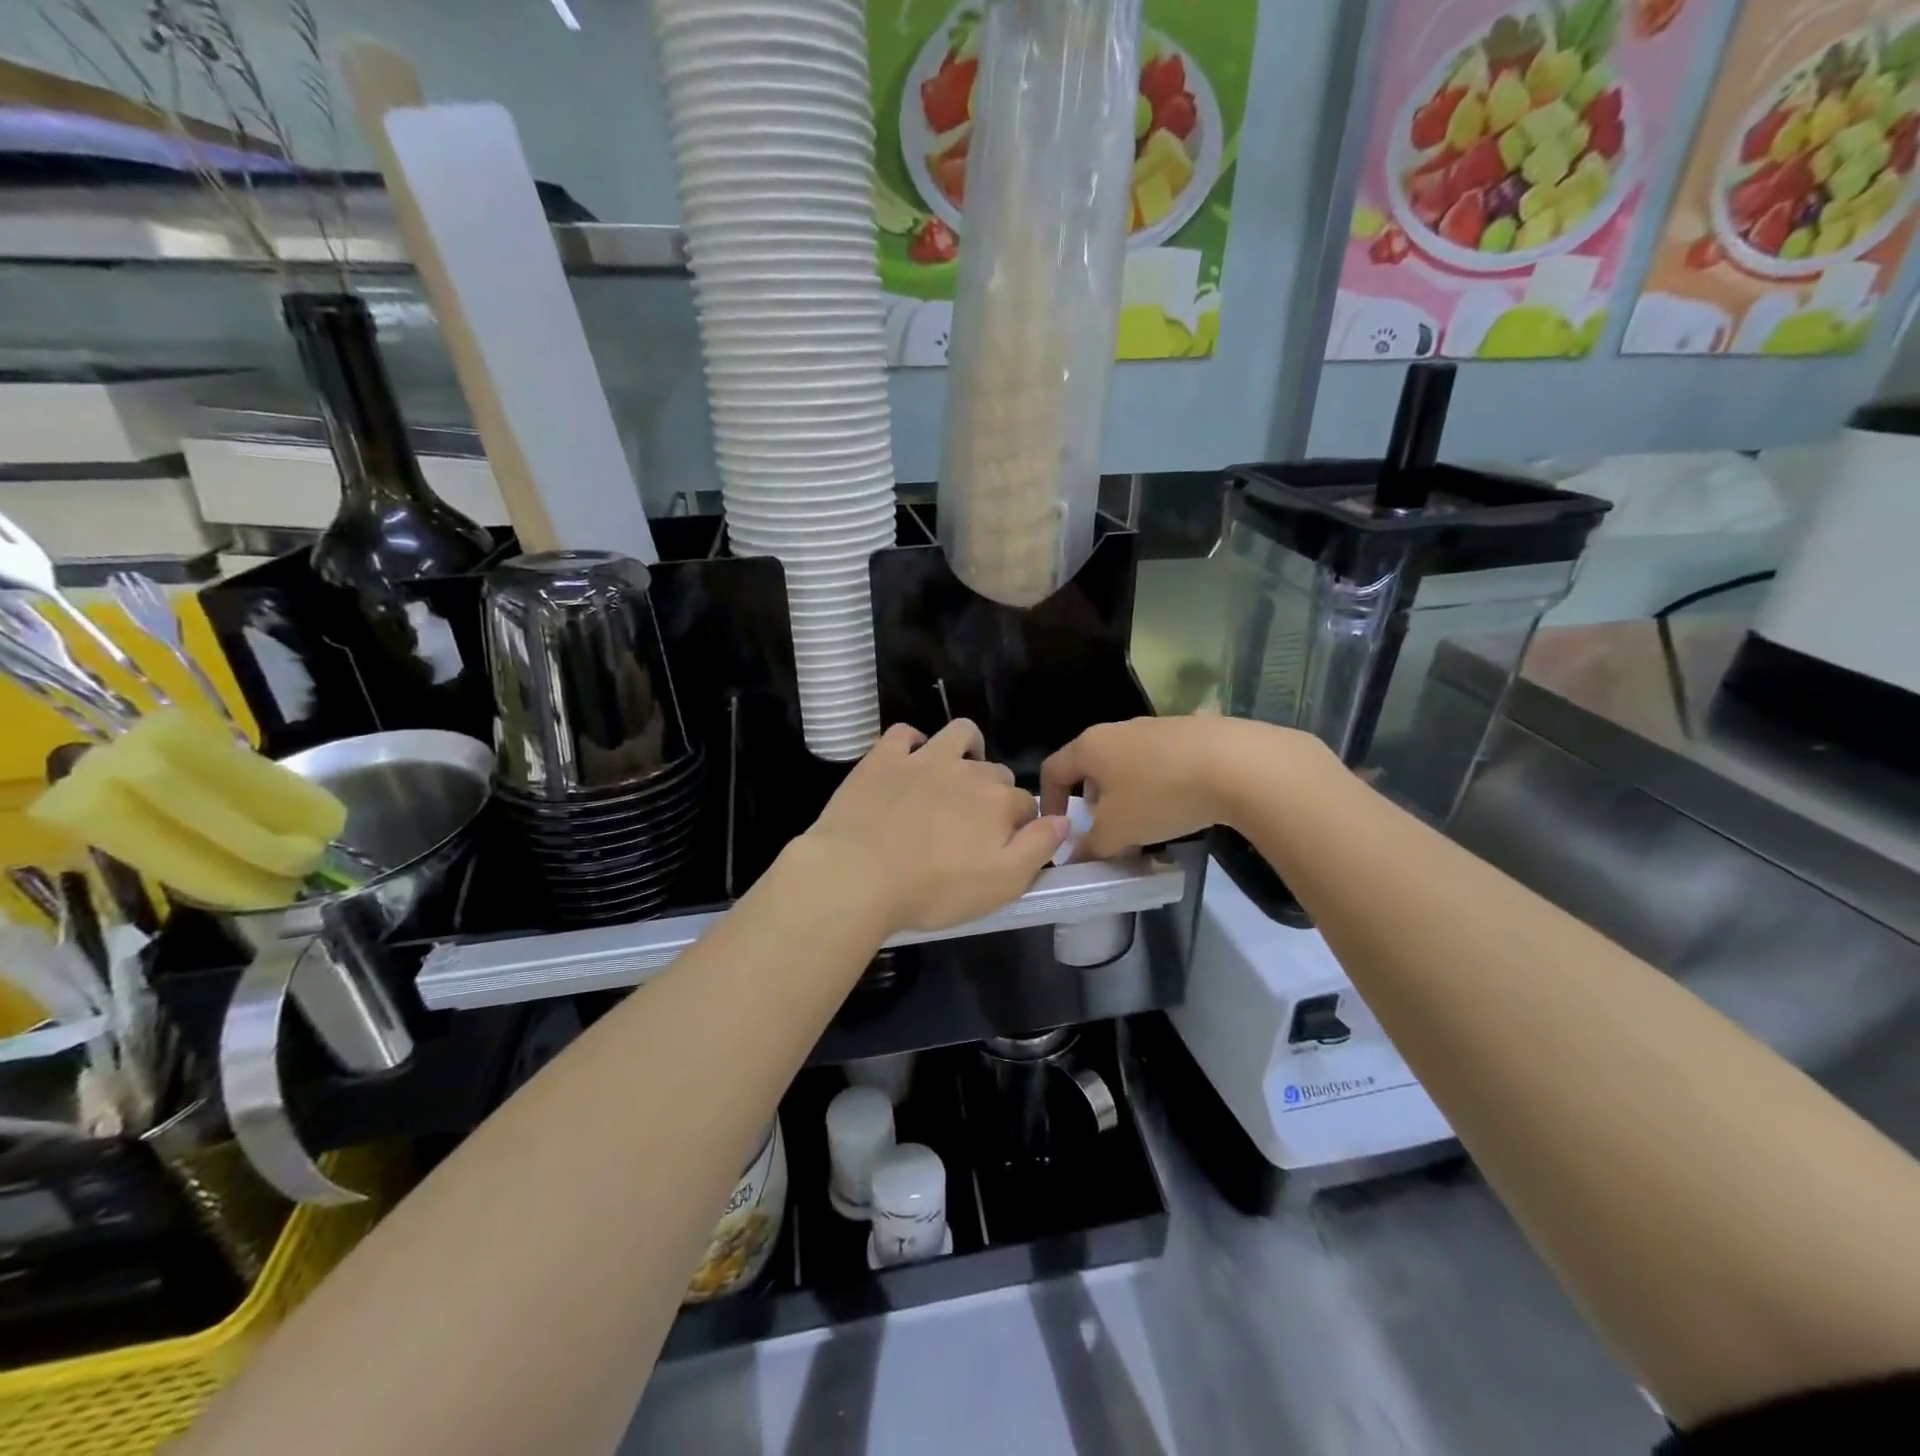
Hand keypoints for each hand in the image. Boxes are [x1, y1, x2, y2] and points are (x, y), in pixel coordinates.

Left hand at [800, 720, 1067, 935]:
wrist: (857, 876)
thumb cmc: (933, 890)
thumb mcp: (1002, 884)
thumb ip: (1039, 848)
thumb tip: (1064, 819)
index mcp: (998, 801)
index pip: (1027, 804)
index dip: (1022, 826)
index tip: (1005, 848)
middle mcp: (967, 770)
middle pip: (995, 773)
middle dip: (993, 793)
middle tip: (972, 827)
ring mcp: (923, 759)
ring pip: (959, 734)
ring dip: (966, 749)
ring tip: (955, 775)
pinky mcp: (883, 758)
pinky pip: (905, 733)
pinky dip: (913, 743)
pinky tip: (909, 763)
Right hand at [1041, 716, 1324, 859]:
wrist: (1237, 764)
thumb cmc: (1160, 796)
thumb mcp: (1117, 832)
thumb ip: (1089, 846)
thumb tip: (1073, 856)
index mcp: (1090, 746)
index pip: (1053, 769)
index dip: (1048, 801)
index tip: (1060, 830)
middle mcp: (1118, 729)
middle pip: (1090, 765)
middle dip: (1092, 800)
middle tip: (1104, 831)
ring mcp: (1156, 726)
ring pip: (1126, 763)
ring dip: (1126, 793)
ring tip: (1144, 822)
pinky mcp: (1190, 731)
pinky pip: (1159, 760)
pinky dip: (1157, 783)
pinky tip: (1179, 805)